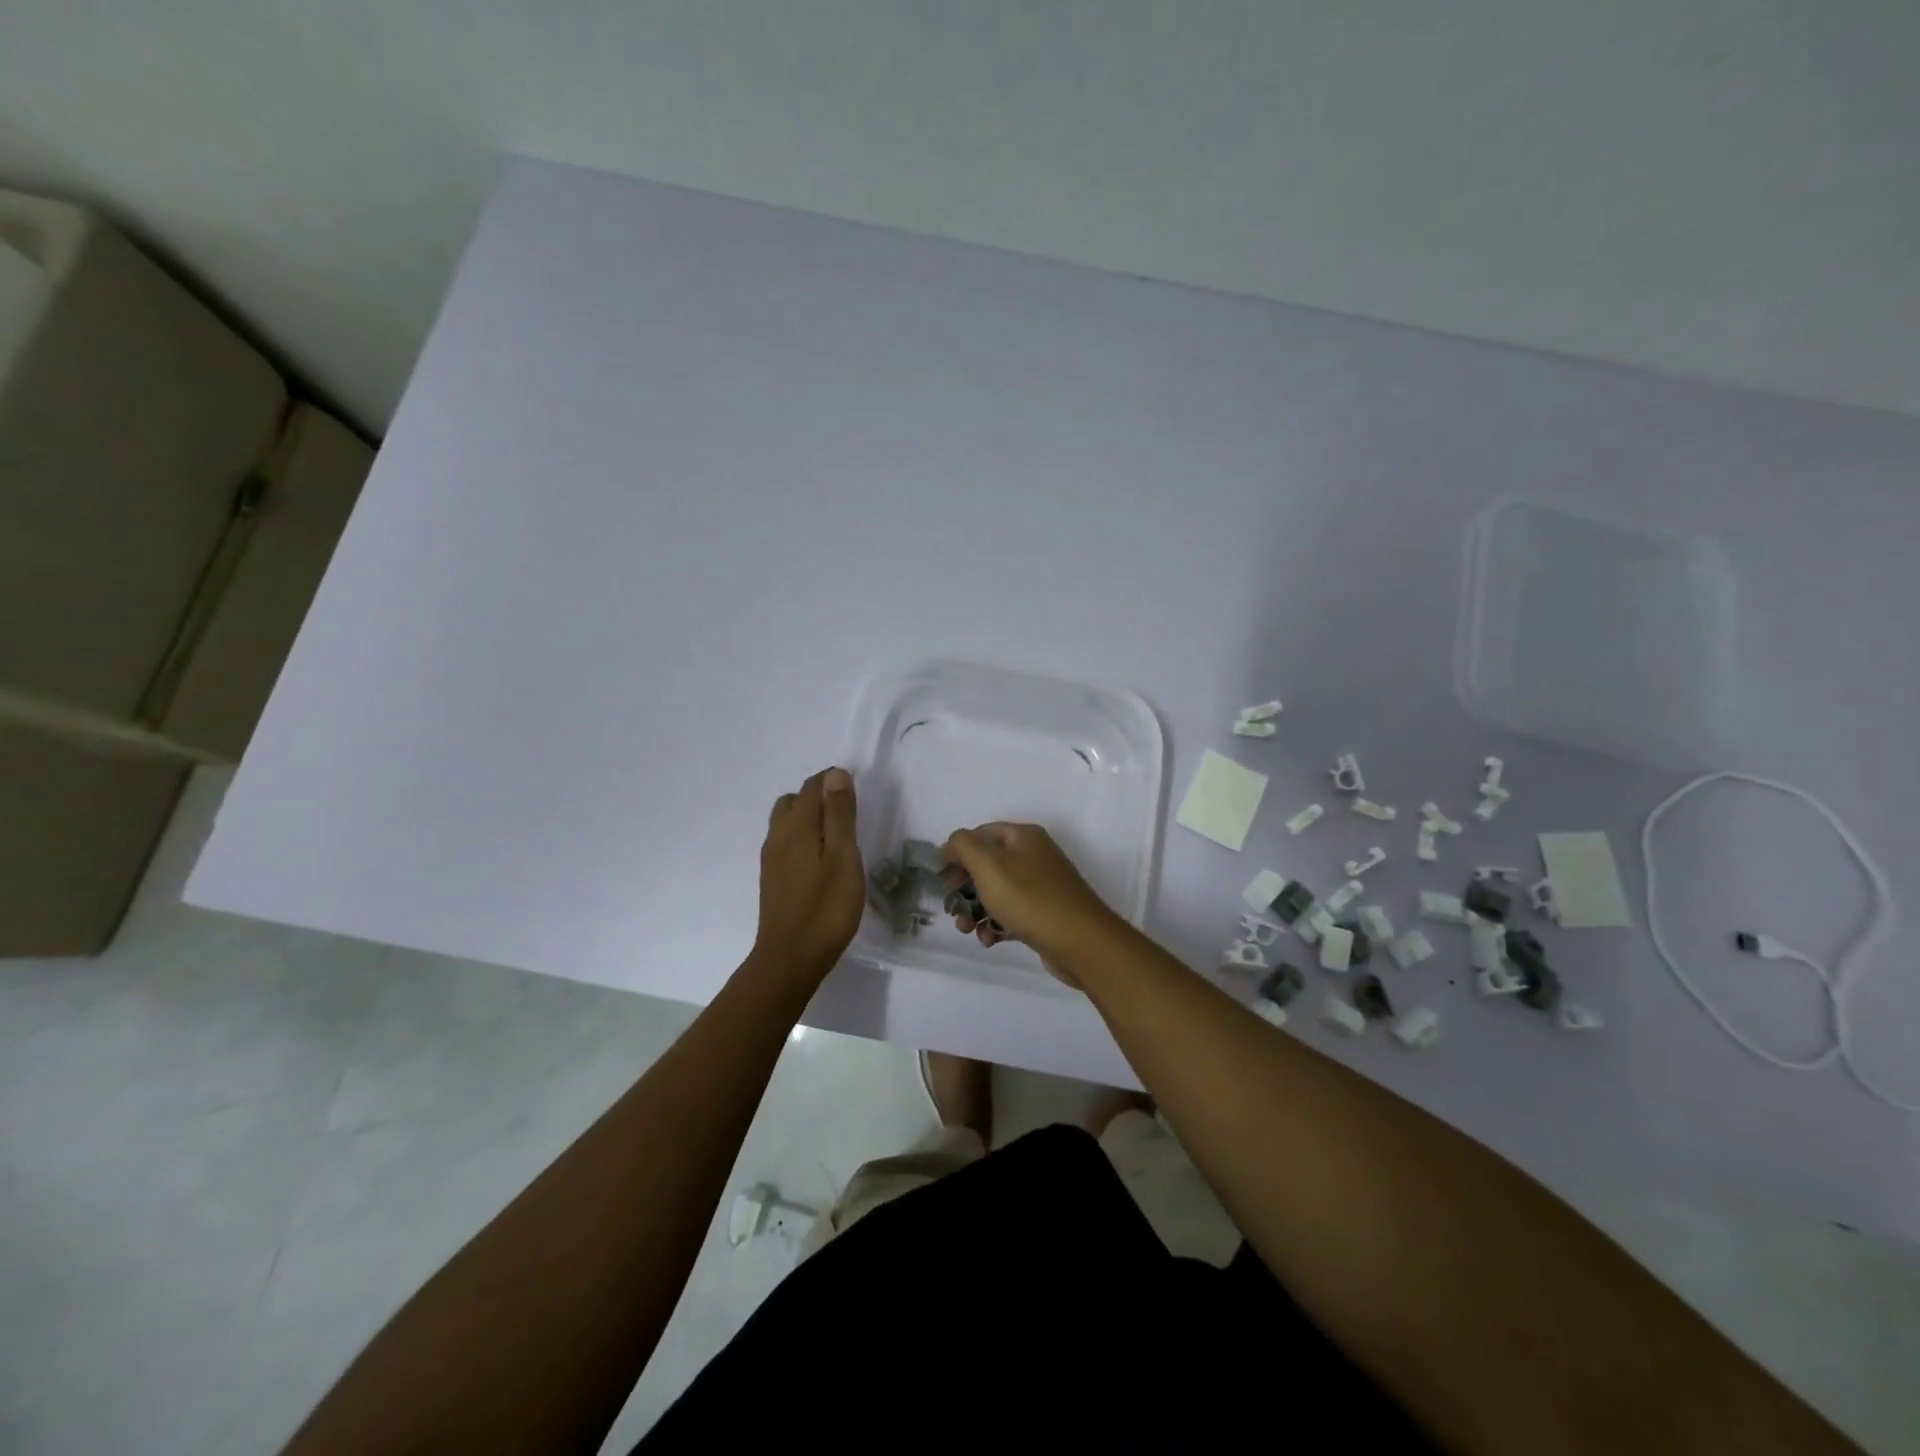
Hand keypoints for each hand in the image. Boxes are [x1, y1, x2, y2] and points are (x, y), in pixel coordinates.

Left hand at [754, 768, 863, 983]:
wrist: (790, 959)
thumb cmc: (826, 908)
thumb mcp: (843, 857)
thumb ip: (839, 814)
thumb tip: (835, 773)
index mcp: (796, 827)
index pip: (811, 788)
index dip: (832, 781)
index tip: (856, 788)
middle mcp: (777, 836)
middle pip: (793, 801)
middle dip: (818, 796)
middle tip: (847, 810)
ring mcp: (771, 859)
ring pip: (786, 822)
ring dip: (808, 816)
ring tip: (836, 832)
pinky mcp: (772, 879)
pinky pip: (785, 842)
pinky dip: (802, 836)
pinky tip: (819, 857)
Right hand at [940, 822, 1118, 962]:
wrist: (1081, 942)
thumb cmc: (1029, 899)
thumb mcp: (988, 865)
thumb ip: (963, 846)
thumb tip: (951, 845)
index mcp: (1023, 836)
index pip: (980, 834)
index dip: (957, 853)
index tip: (942, 879)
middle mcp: (1034, 855)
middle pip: (987, 864)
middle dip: (964, 887)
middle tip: (952, 908)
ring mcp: (1041, 885)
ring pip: (997, 891)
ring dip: (976, 910)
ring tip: (968, 930)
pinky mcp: (1045, 913)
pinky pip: (1012, 912)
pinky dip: (996, 924)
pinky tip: (990, 940)